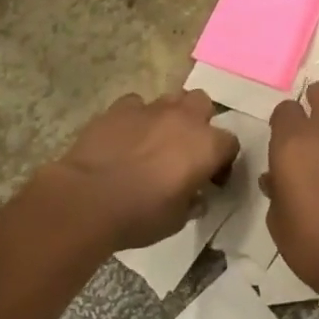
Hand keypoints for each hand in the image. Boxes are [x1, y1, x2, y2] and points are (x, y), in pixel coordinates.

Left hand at [44, 90, 240, 252]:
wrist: (88, 199)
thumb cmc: (139, 214)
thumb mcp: (177, 220)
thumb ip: (192, 202)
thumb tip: (196, 198)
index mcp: (206, 146)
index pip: (230, 143)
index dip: (223, 162)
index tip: (211, 180)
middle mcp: (183, 119)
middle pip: (202, 104)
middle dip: (199, 121)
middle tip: (186, 148)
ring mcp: (151, 109)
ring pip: (171, 98)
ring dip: (170, 116)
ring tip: (156, 139)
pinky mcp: (120, 108)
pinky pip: (136, 104)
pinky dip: (136, 117)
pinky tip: (126, 136)